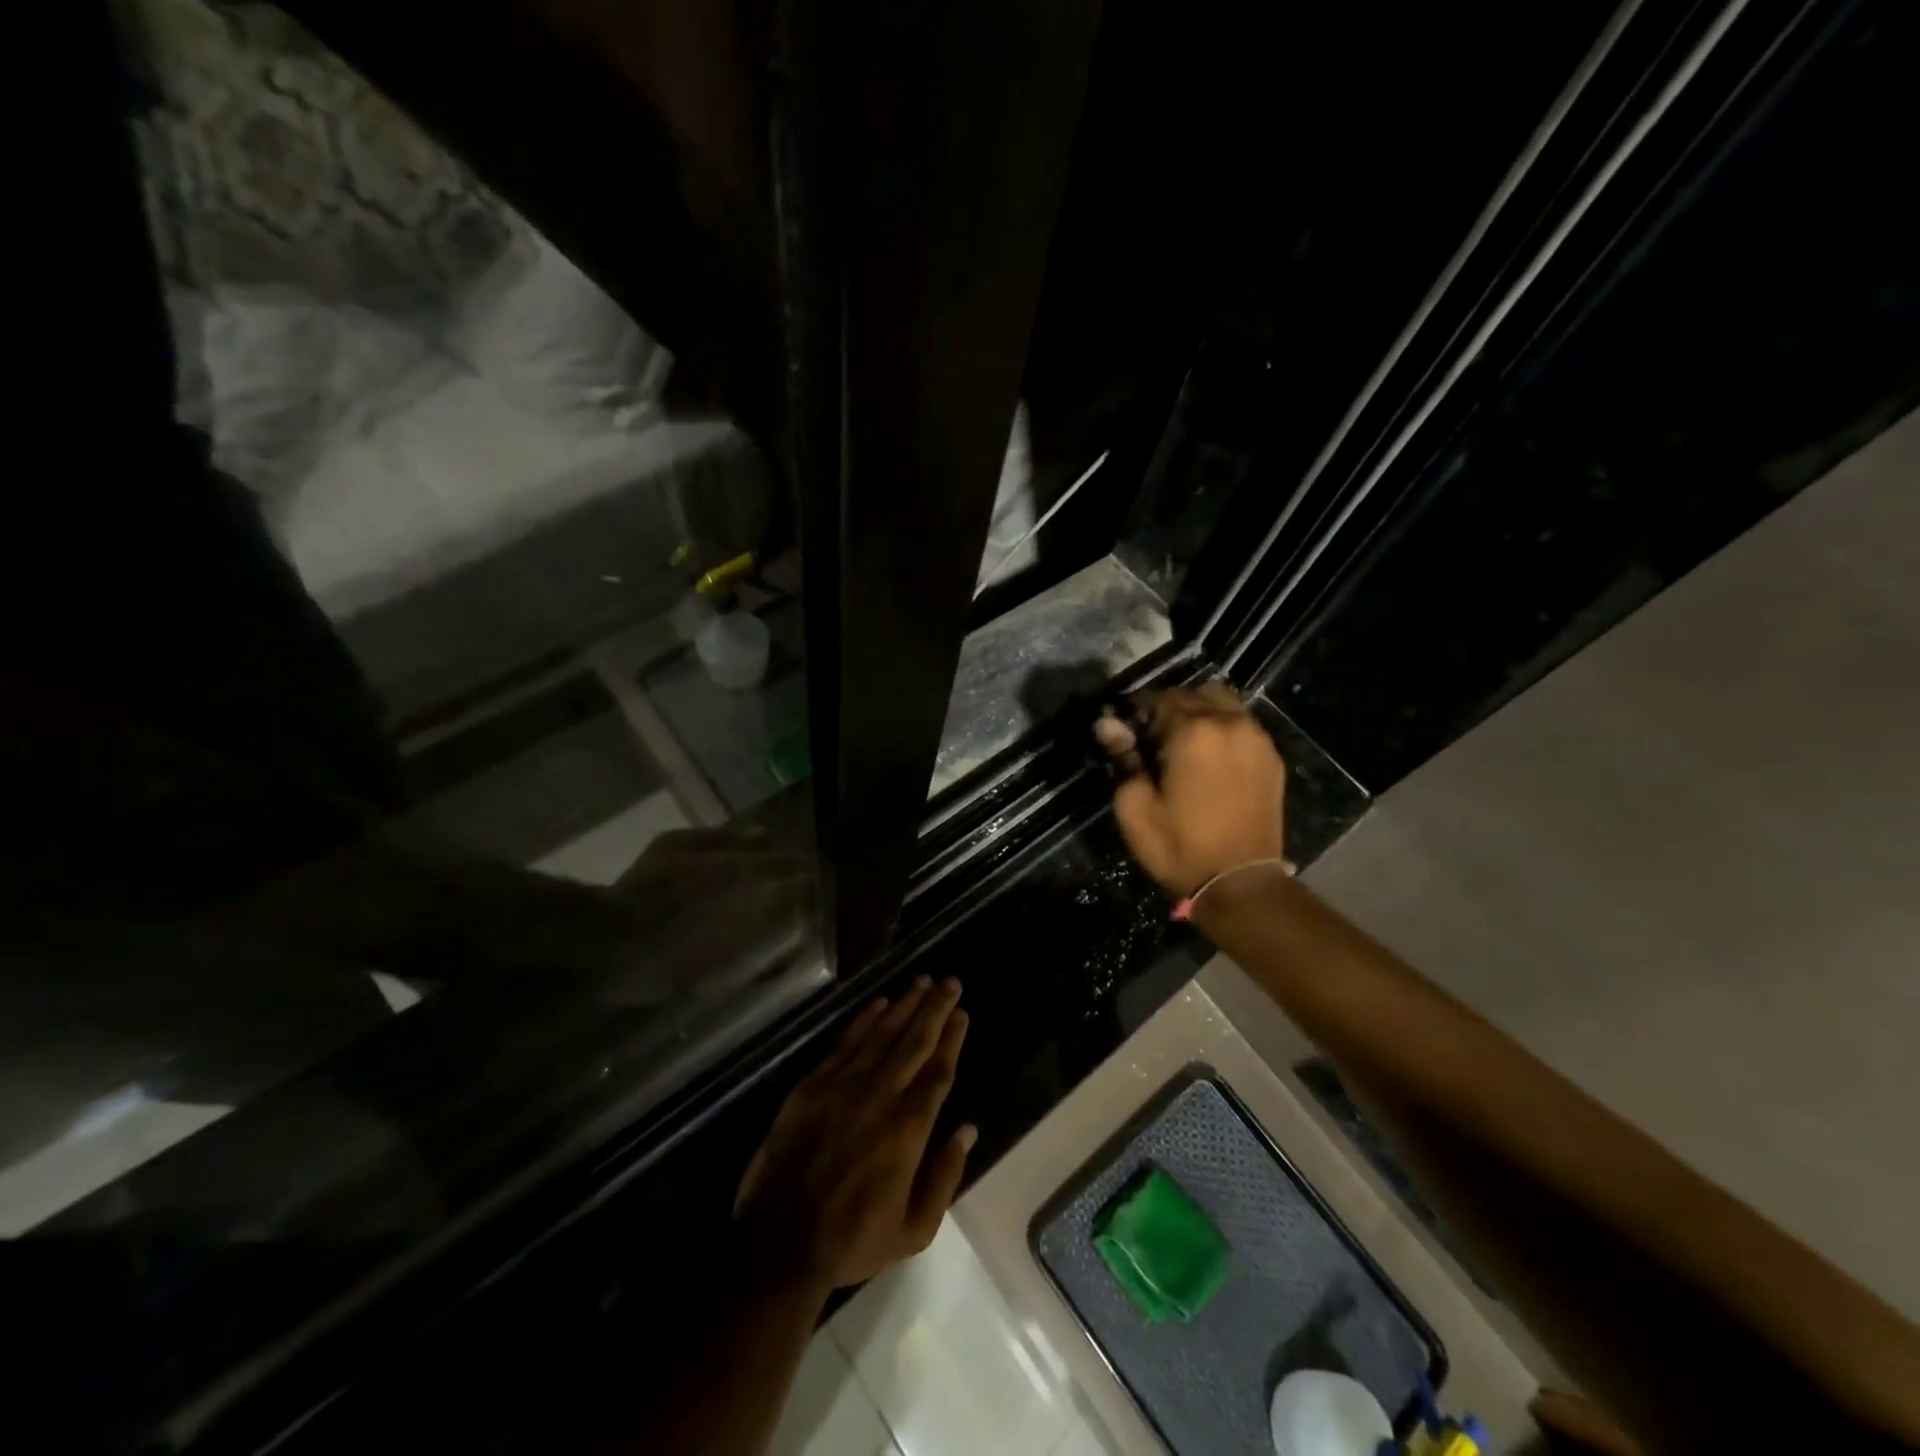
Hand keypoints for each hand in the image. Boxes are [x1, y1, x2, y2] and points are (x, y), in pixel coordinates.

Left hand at [734, 977, 975, 1291]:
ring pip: (882, 1033)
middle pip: (915, 1041)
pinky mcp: (813, 1085)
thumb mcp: (914, 1229)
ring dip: (904, 1004)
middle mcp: (880, 1095)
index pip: (938, 1070)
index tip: (962, 1013)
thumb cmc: (852, 1240)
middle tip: (951, 982)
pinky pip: (845, 1043)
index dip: (952, 1038)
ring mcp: (843, 1086)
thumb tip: (968, 1130)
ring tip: (922, 981)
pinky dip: (864, 1020)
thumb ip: (944, 1176)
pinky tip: (879, 1003)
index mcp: (908, 1128)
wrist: (780, 1244)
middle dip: (935, 1008)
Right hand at [1094, 681, 1287, 896]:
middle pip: (1192, 695)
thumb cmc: (1178, 846)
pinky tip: (1211, 759)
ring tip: (1184, 747)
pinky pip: (1243, 725)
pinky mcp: (1272, 757)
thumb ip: (1123, 757)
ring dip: (1199, 715)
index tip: (1126, 735)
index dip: (1136, 715)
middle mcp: (1229, 723)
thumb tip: (1107, 724)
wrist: (1239, 882)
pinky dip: (1223, 730)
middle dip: (1168, 711)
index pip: (1157, 700)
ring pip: (1222, 704)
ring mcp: (1257, 738)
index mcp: (1193, 731)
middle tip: (1152, 742)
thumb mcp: (1135, 807)